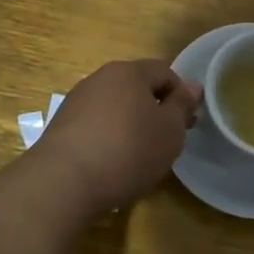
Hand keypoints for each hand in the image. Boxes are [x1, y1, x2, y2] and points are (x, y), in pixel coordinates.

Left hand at [34, 60, 202, 207]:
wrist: (63, 182)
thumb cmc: (128, 150)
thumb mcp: (169, 131)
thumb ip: (182, 106)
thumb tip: (192, 86)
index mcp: (129, 72)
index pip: (164, 71)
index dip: (181, 94)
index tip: (187, 124)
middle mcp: (100, 78)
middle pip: (137, 87)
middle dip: (155, 110)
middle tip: (167, 140)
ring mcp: (76, 101)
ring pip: (115, 107)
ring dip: (131, 125)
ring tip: (140, 156)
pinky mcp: (61, 126)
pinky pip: (95, 125)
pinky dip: (109, 138)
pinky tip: (112, 163)